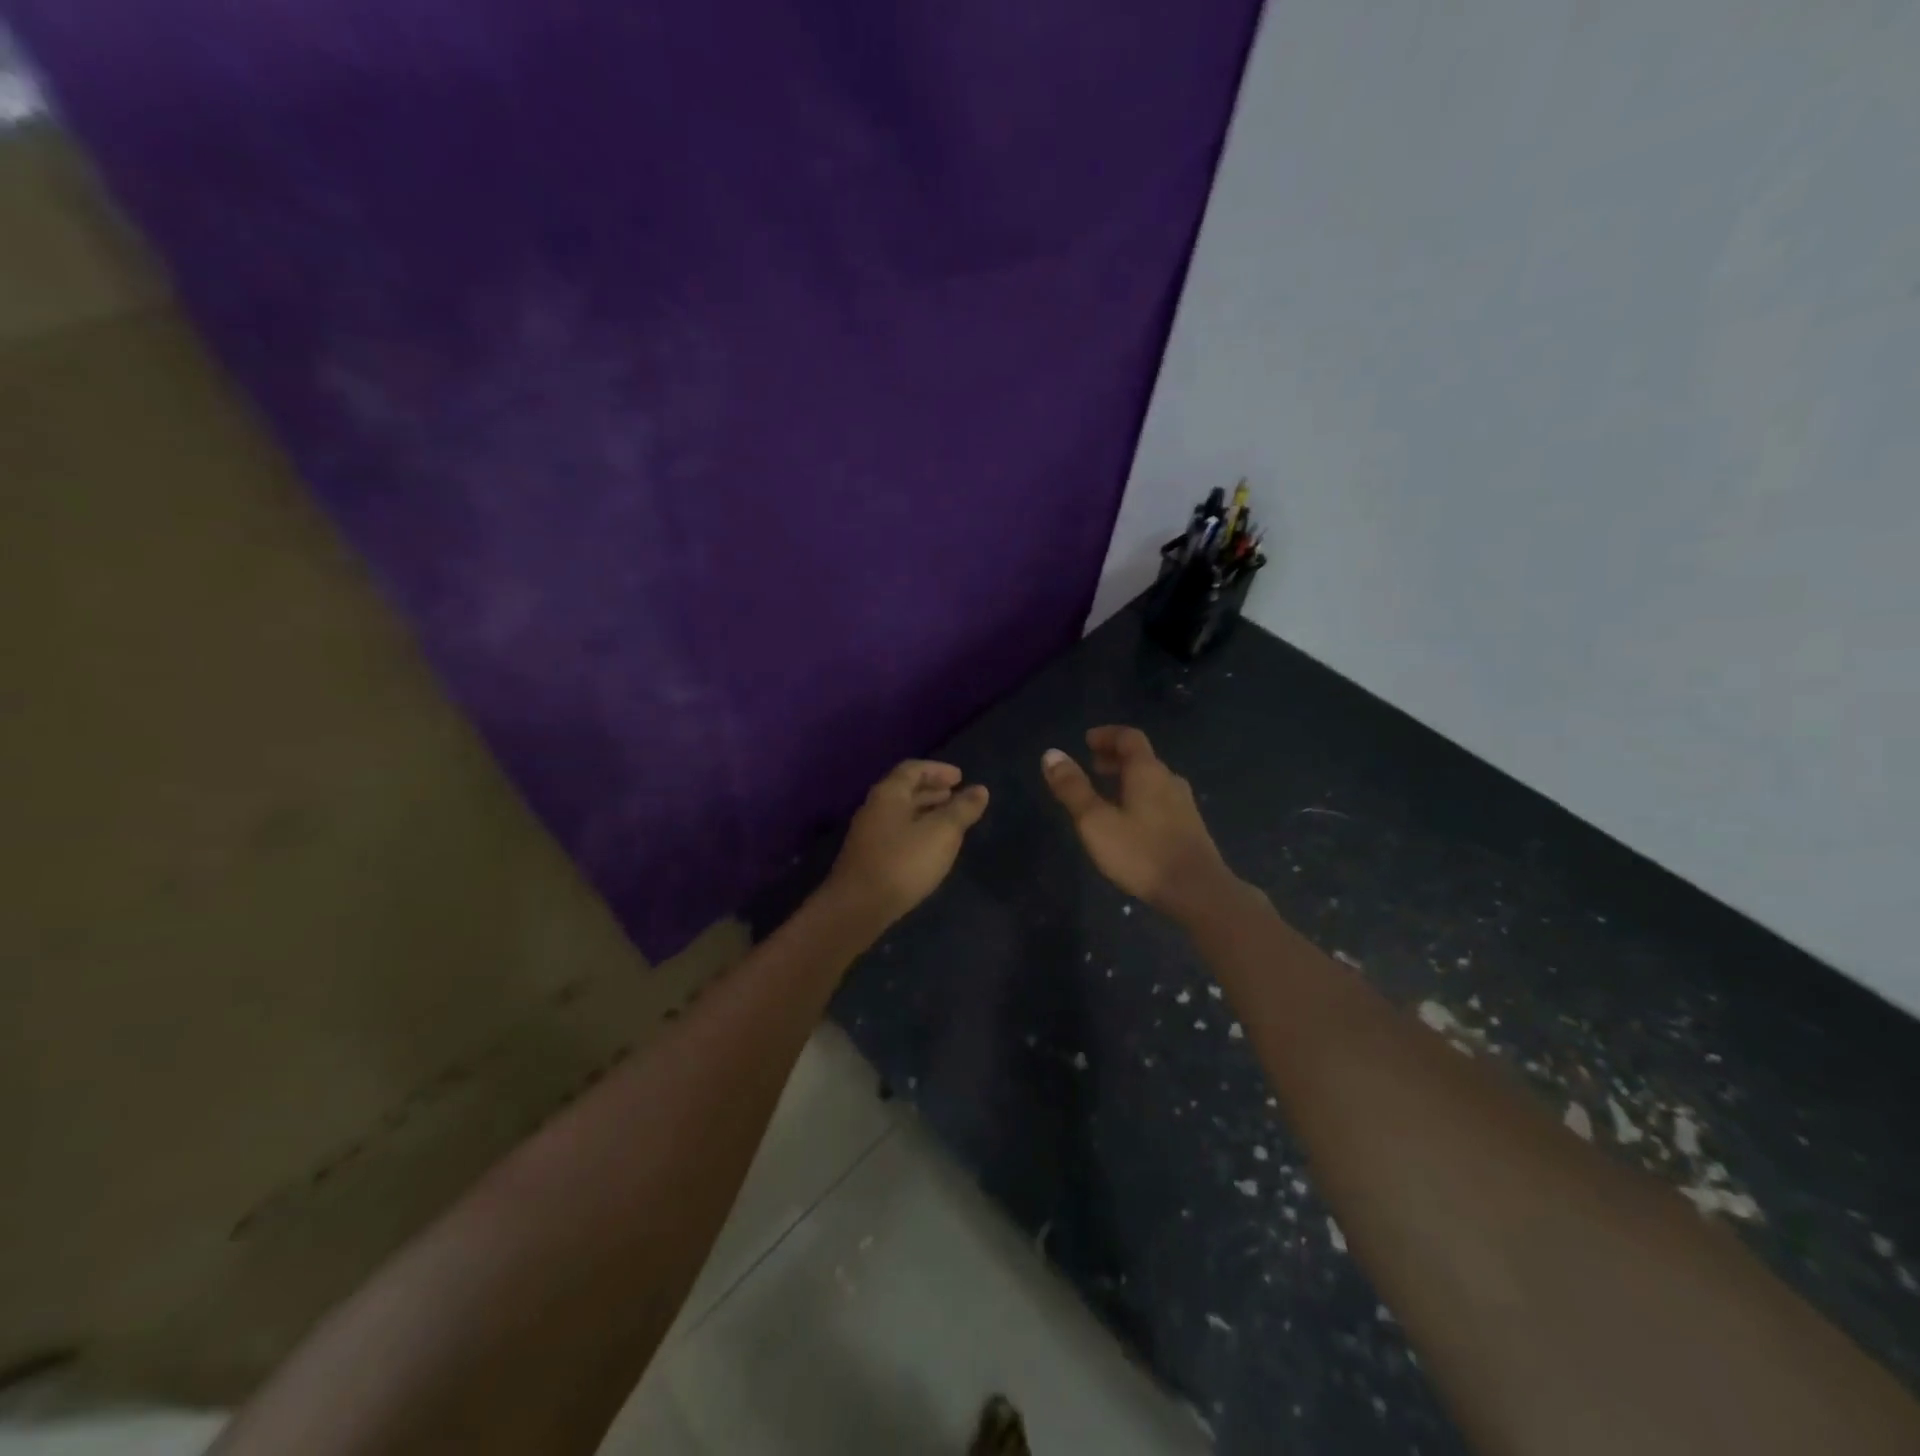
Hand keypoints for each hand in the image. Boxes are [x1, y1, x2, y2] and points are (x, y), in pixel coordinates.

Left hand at [826, 760, 989, 926]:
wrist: (858, 908)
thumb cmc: (903, 862)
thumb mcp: (941, 833)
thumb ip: (962, 810)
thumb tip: (980, 789)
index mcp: (889, 794)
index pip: (912, 769)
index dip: (938, 770)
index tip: (960, 777)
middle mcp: (874, 808)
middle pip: (904, 790)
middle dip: (931, 790)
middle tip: (954, 795)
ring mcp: (868, 834)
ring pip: (900, 813)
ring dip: (924, 811)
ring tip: (947, 820)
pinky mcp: (868, 858)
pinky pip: (896, 833)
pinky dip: (916, 830)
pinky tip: (929, 847)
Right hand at [1042, 726, 1235, 917]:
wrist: (1197, 892)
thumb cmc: (1141, 852)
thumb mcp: (1095, 821)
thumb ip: (1073, 788)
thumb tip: (1051, 754)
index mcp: (1147, 771)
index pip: (1128, 737)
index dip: (1107, 735)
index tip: (1087, 740)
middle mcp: (1169, 780)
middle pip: (1142, 758)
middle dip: (1115, 758)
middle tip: (1092, 765)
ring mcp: (1184, 805)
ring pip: (1152, 781)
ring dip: (1128, 779)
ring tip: (1107, 793)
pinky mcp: (1190, 828)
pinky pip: (1161, 800)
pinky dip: (1141, 798)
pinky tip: (1131, 822)